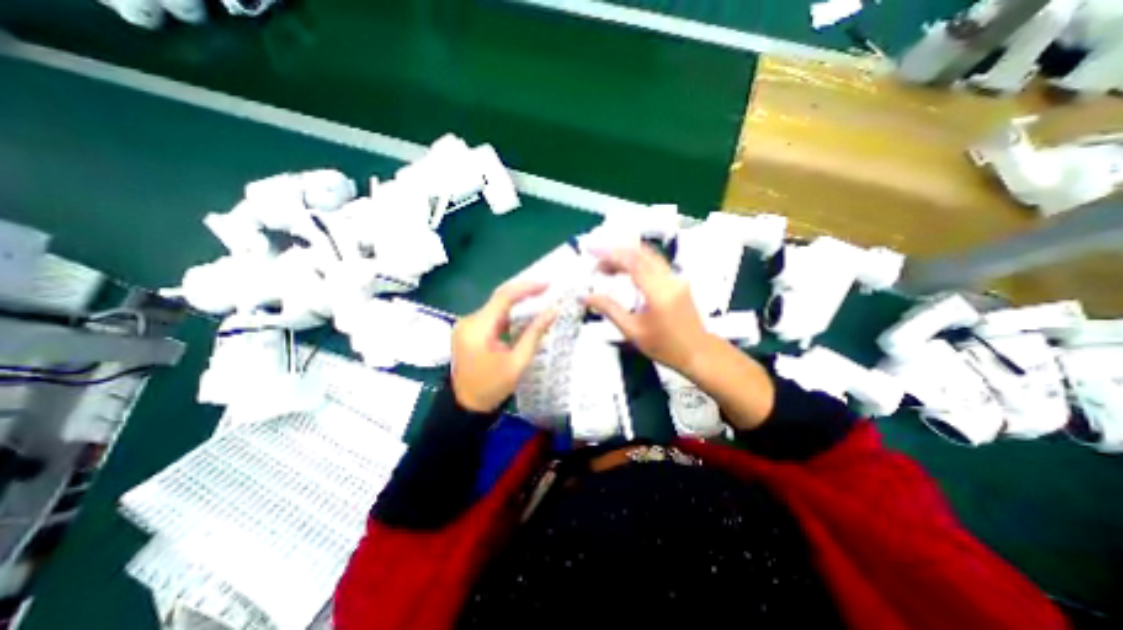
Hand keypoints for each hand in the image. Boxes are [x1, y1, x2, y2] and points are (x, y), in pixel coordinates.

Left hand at [451, 280, 556, 413]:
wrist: (465, 406)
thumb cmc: (492, 387)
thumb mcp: (518, 362)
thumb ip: (534, 334)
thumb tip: (553, 311)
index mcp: (478, 329)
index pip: (504, 297)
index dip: (527, 288)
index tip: (547, 284)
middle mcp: (469, 321)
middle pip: (499, 299)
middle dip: (524, 293)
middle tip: (547, 290)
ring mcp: (466, 325)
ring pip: (496, 307)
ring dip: (517, 304)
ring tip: (540, 300)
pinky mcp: (468, 331)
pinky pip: (491, 316)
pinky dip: (509, 315)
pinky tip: (523, 316)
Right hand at [589, 243, 709, 372]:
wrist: (698, 352)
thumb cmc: (664, 346)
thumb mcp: (632, 331)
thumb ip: (608, 309)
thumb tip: (584, 297)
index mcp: (658, 292)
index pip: (632, 261)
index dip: (609, 253)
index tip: (591, 252)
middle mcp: (669, 279)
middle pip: (640, 254)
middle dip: (614, 253)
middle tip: (595, 264)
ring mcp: (676, 278)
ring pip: (648, 256)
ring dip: (625, 257)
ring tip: (605, 268)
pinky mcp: (677, 280)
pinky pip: (654, 263)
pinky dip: (635, 263)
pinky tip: (623, 272)